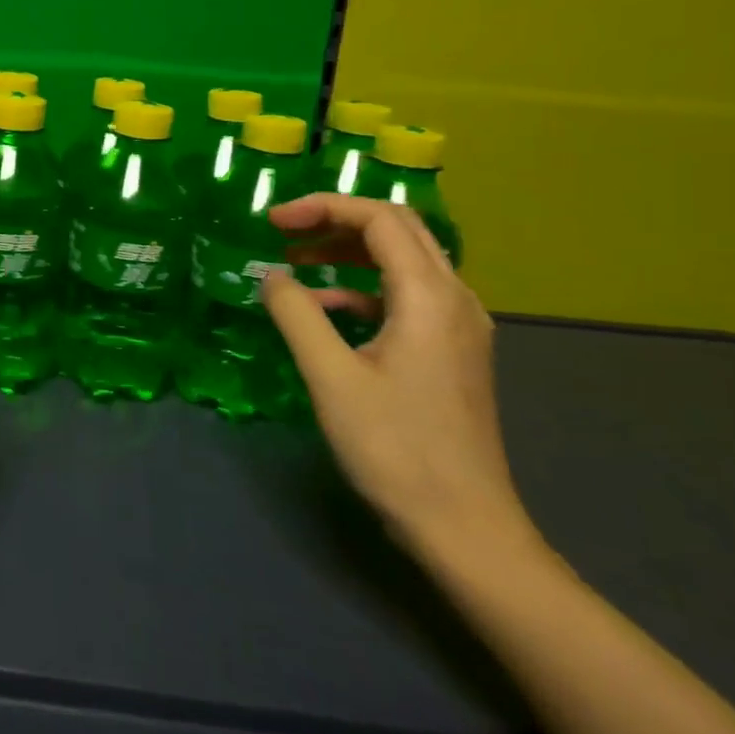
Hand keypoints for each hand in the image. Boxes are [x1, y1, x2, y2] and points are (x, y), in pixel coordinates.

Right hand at [261, 194, 533, 561]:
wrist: (464, 526)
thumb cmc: (394, 448)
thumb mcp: (331, 377)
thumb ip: (296, 315)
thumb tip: (271, 274)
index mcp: (429, 297)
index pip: (380, 219)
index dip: (323, 207)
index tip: (272, 220)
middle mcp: (454, 300)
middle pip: (398, 230)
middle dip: (337, 220)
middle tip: (284, 230)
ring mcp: (458, 327)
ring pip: (404, 262)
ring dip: (348, 252)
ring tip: (296, 261)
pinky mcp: (451, 352)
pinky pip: (405, 296)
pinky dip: (360, 289)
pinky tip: (324, 312)